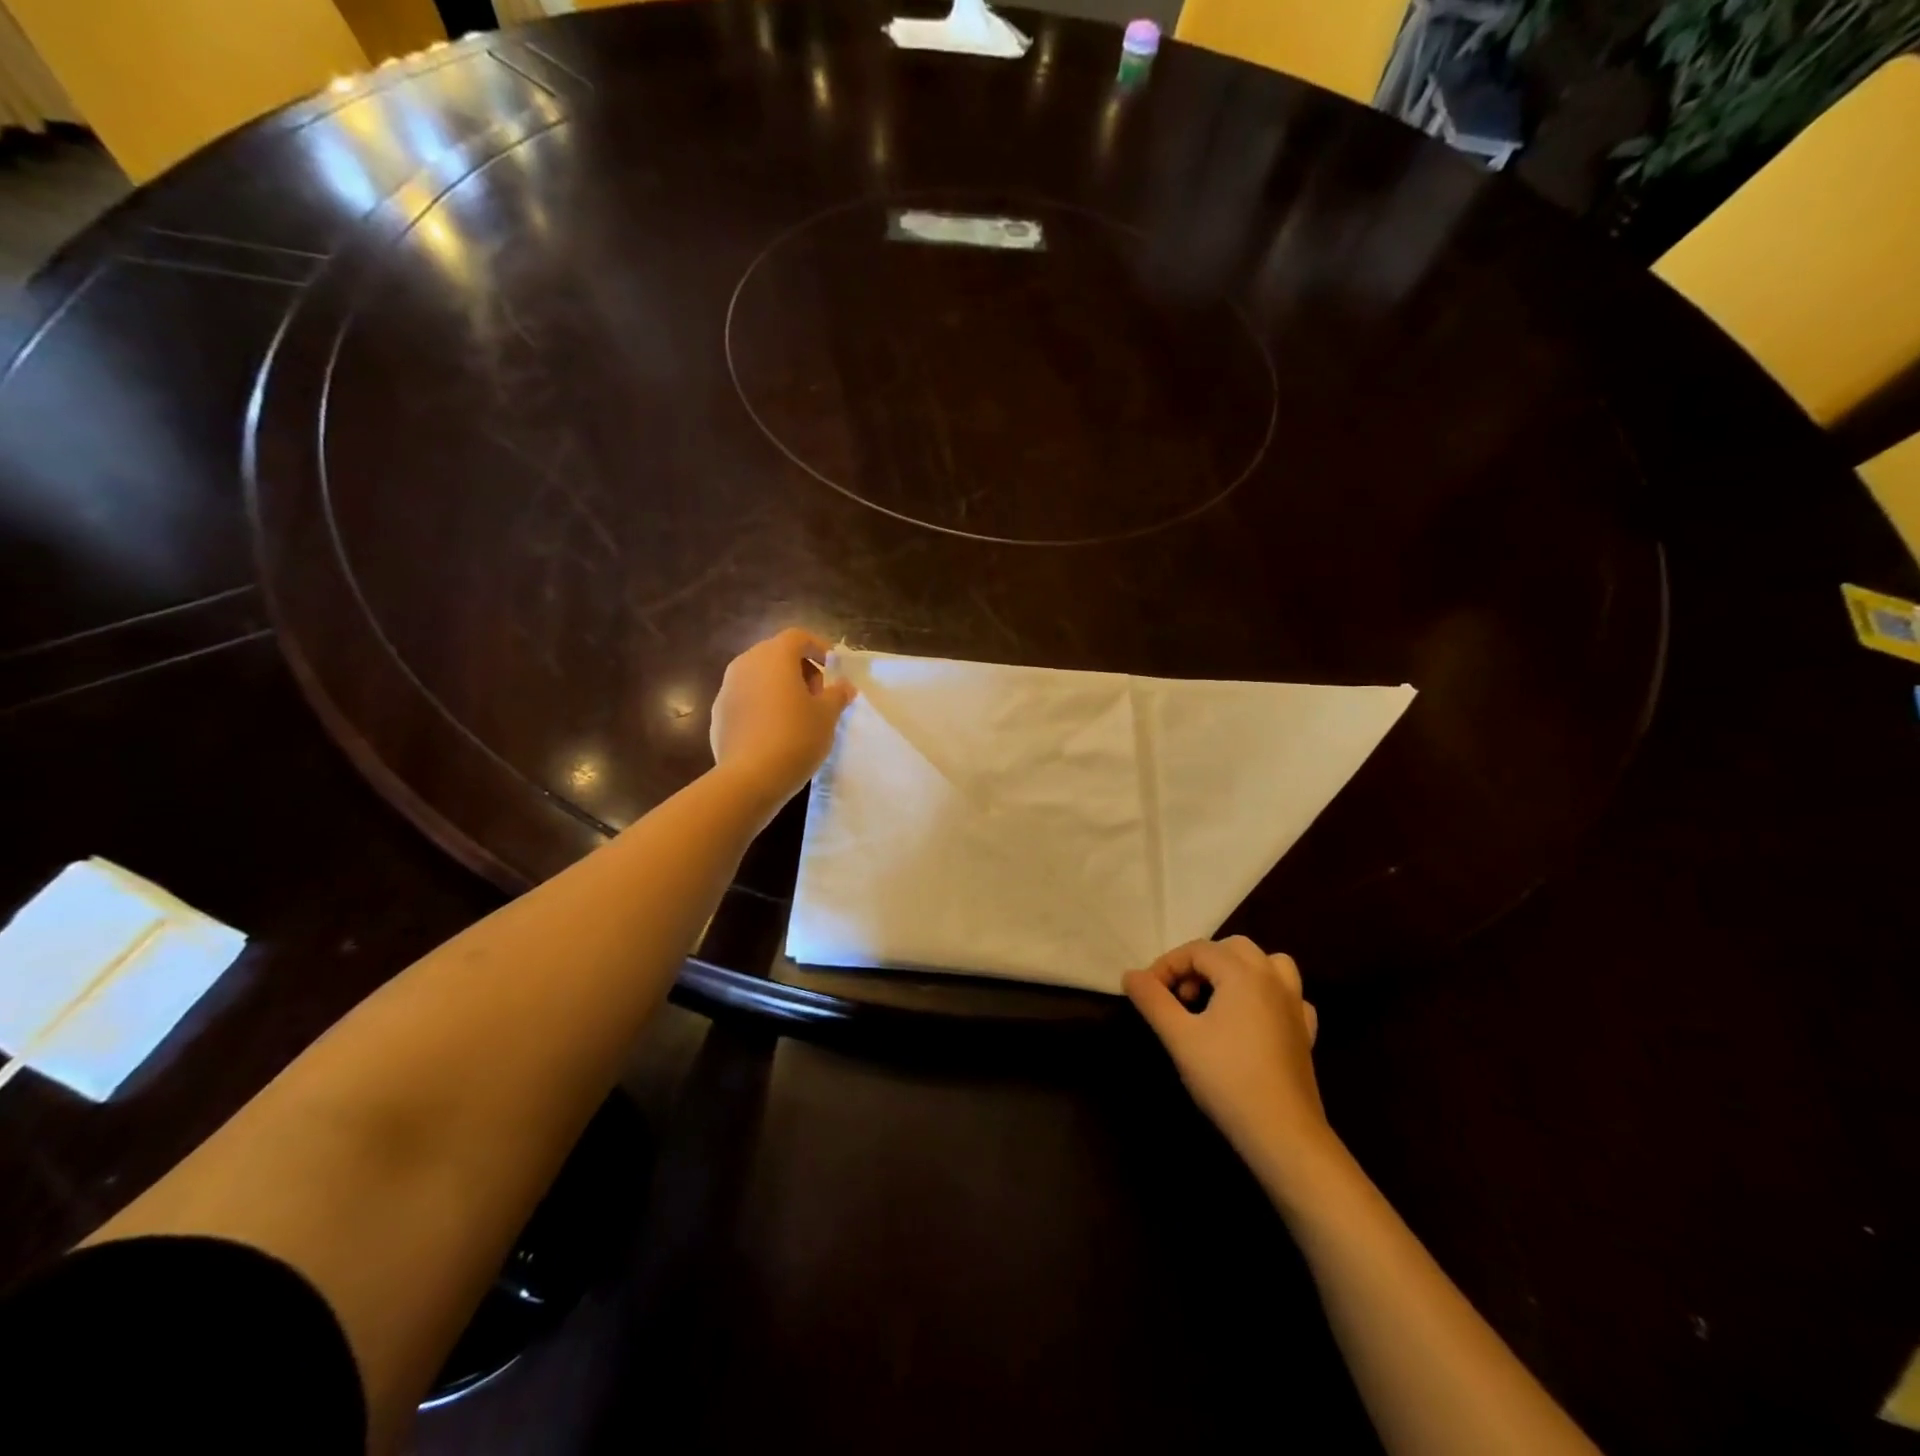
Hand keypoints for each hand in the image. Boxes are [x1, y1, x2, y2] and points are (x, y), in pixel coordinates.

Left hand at [709, 629, 855, 812]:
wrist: (749, 778)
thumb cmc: (796, 737)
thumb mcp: (827, 716)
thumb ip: (837, 694)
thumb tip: (844, 685)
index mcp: (774, 656)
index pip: (798, 637)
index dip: (818, 647)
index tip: (833, 667)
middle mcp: (745, 664)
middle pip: (776, 654)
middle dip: (799, 668)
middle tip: (818, 695)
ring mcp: (727, 689)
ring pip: (758, 677)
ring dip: (779, 687)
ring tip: (798, 714)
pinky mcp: (718, 714)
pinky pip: (745, 699)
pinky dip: (762, 705)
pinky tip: (775, 732)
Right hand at [1123, 937, 1333, 1179]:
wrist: (1282, 1133)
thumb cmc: (1226, 1078)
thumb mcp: (1179, 1037)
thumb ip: (1152, 1000)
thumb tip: (1130, 975)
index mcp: (1242, 973)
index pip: (1197, 950)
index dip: (1167, 965)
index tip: (1147, 992)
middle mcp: (1272, 979)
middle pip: (1232, 949)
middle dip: (1200, 963)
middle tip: (1179, 995)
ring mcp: (1294, 1004)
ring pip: (1268, 963)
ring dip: (1238, 970)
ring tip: (1217, 996)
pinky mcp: (1305, 1031)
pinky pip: (1288, 995)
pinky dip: (1267, 995)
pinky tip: (1253, 1018)